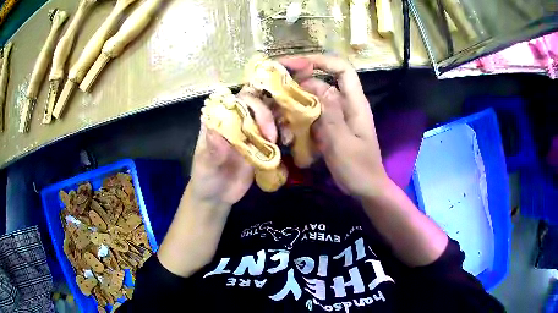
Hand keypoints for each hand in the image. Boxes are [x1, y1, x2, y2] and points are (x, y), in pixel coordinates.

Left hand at [158, 88, 276, 276]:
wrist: (218, 196)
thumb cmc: (205, 179)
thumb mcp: (203, 167)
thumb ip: (210, 152)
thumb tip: (215, 132)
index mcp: (218, 121)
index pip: (233, 101)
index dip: (248, 102)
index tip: (257, 117)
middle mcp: (235, 122)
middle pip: (254, 104)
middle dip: (266, 114)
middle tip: (271, 135)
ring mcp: (249, 132)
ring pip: (268, 115)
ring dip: (280, 120)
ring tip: (284, 137)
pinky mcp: (261, 145)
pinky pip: (275, 133)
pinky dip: (284, 133)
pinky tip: (288, 142)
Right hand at [280, 55, 388, 197]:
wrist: (365, 188)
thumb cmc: (359, 168)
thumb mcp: (344, 142)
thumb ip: (330, 113)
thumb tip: (315, 83)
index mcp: (355, 103)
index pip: (342, 69)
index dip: (321, 60)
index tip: (296, 64)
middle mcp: (345, 104)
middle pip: (323, 80)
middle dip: (300, 79)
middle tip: (275, 85)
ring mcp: (336, 116)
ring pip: (314, 98)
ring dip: (296, 101)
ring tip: (278, 111)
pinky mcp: (329, 128)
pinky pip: (312, 115)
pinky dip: (298, 118)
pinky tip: (287, 130)